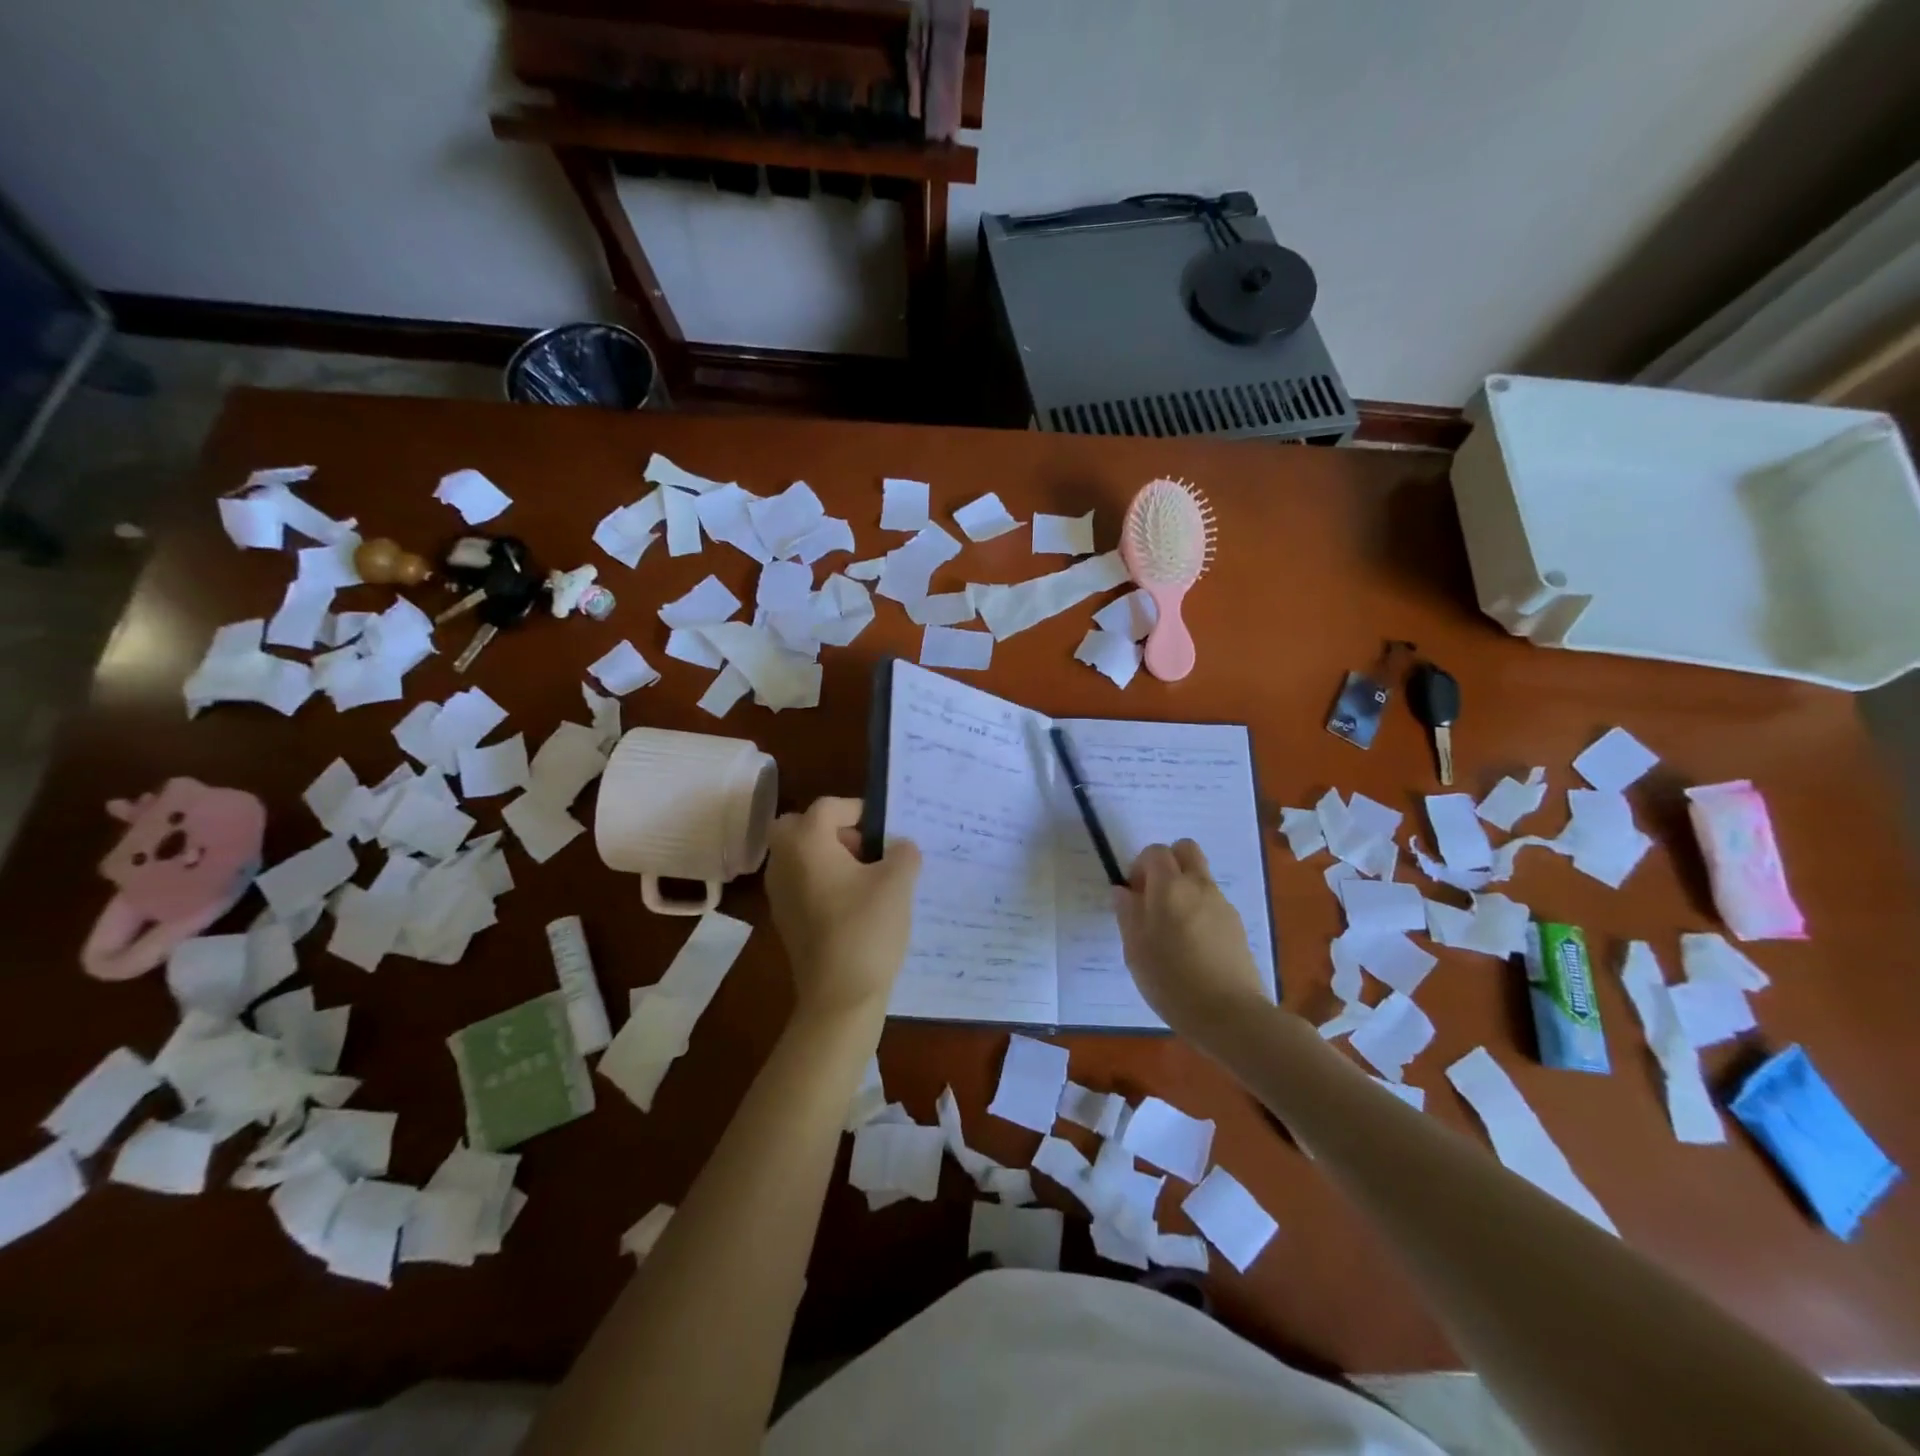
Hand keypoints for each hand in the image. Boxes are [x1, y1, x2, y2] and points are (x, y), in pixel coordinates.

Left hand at [765, 797, 921, 1019]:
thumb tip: (899, 847)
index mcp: (805, 842)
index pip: (829, 806)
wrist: (839, 997)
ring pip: (801, 855)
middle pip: (802, 826)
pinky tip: (856, 905)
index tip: (886, 830)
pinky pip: (802, 882)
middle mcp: (783, 861)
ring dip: (830, 856)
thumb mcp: (897, 882)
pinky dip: (824, 881)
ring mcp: (779, 892)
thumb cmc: (867, 929)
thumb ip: (902, 852)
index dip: (860, 811)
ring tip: (868, 879)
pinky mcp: (785, 918)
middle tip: (866, 849)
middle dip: (834, 830)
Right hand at [1113, 839, 1265, 1033]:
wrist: (1231, 1015)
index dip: (1140, 866)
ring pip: (1200, 877)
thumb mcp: (1136, 950)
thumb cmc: (1172, 981)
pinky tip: (1193, 947)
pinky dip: (1199, 910)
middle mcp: (1199, 886)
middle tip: (1154, 896)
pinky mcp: (1237, 926)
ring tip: (1172, 929)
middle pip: (1186, 850)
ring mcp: (1222, 905)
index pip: (1155, 851)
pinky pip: (1213, 903)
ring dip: (1184, 888)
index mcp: (1170, 887)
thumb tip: (1123, 891)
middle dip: (1168, 863)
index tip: (1133, 894)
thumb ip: (1128, 914)